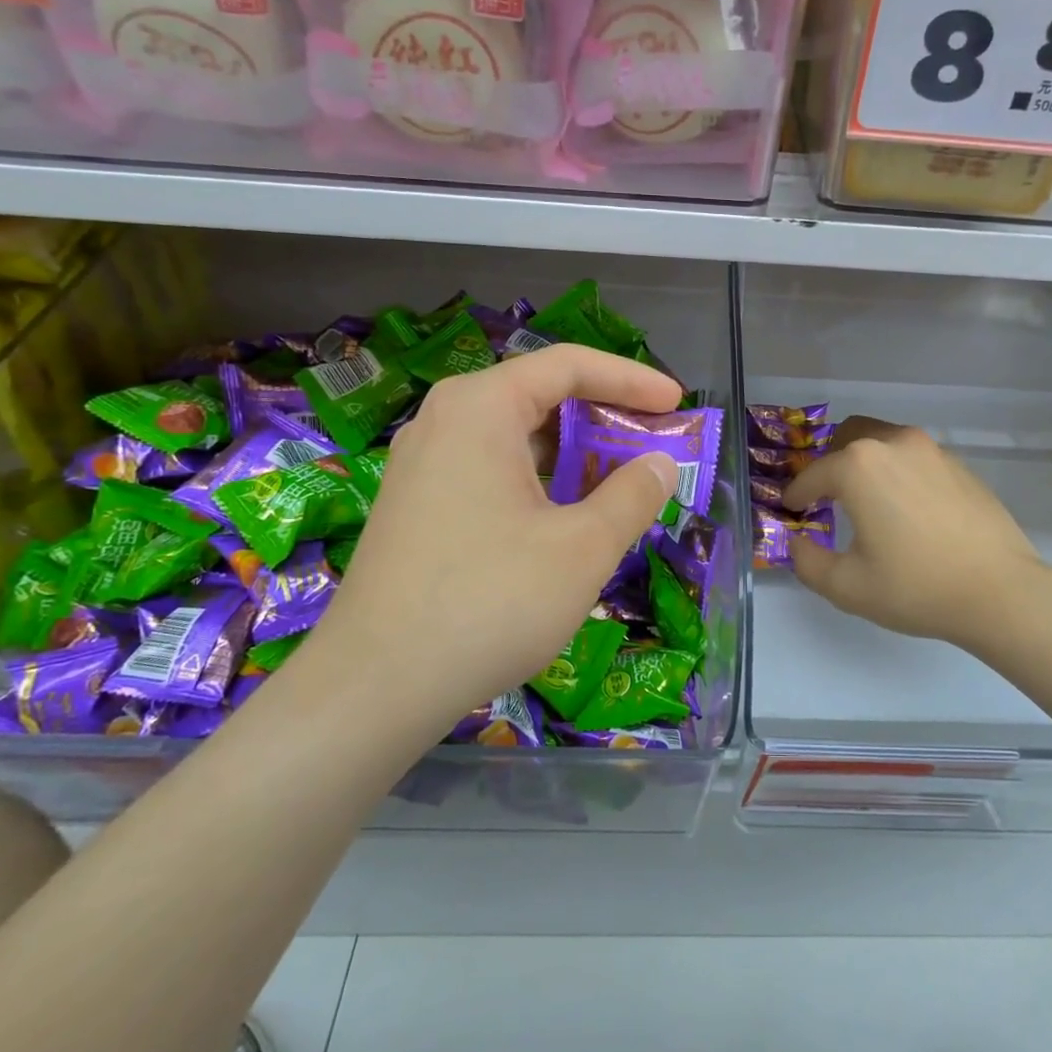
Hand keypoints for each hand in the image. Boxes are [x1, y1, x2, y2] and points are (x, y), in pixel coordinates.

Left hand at [318, 345, 679, 723]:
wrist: (375, 685)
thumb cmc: (489, 602)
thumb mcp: (583, 548)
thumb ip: (632, 496)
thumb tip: (661, 465)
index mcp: (480, 409)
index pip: (567, 365)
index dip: (630, 379)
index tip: (676, 402)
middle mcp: (444, 422)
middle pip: (538, 395)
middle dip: (602, 415)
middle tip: (651, 440)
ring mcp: (422, 465)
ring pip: (513, 437)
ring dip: (571, 452)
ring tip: (617, 479)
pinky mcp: (416, 506)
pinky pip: (489, 469)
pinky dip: (537, 479)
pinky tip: (563, 517)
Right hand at [782, 417, 1051, 652]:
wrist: (1001, 592)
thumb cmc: (916, 587)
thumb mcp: (847, 586)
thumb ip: (807, 561)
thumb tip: (796, 543)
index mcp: (858, 466)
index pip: (811, 475)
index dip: (796, 495)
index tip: (791, 511)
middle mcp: (893, 443)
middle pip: (847, 437)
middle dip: (830, 464)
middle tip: (827, 498)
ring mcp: (931, 450)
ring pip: (883, 441)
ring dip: (865, 463)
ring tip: (867, 501)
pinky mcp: (959, 464)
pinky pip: (913, 457)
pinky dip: (898, 471)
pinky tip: (906, 509)